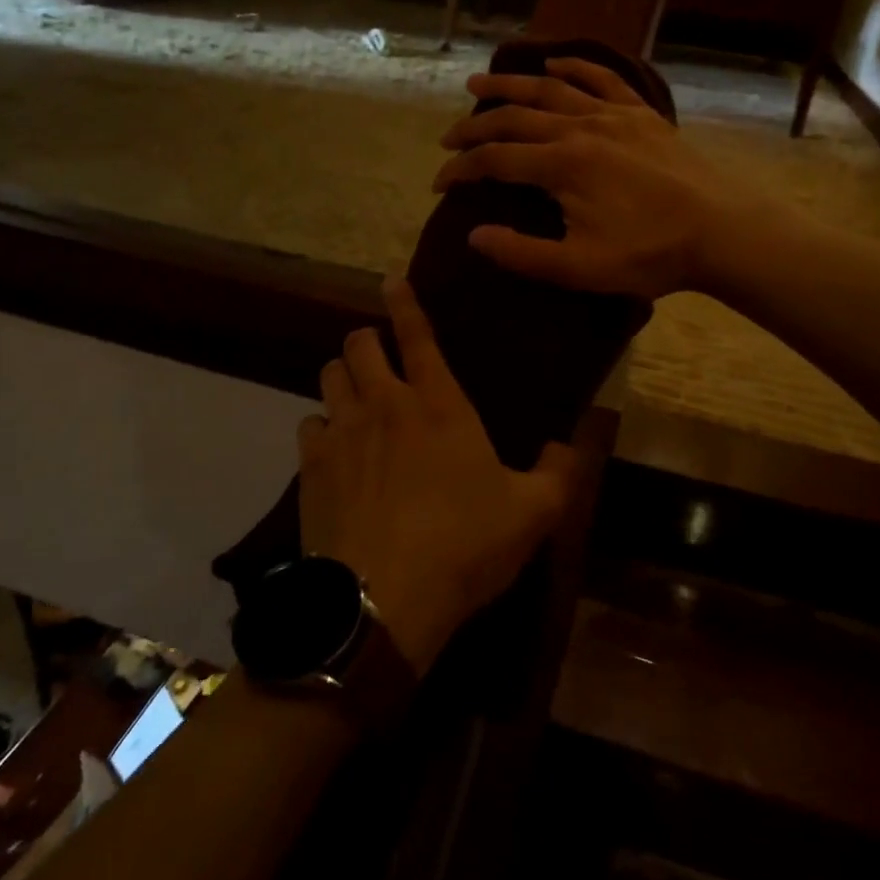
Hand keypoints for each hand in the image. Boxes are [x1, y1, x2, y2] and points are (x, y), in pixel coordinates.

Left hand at [298, 278, 578, 674]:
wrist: (384, 600)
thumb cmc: (464, 547)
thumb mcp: (532, 514)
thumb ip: (559, 473)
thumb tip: (570, 444)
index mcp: (439, 405)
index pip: (418, 335)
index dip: (404, 302)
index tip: (390, 280)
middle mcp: (385, 404)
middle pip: (358, 344)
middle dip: (366, 340)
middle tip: (378, 355)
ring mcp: (342, 432)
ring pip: (329, 375)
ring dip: (343, 376)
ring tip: (355, 395)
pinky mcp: (310, 466)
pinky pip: (309, 424)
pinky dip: (322, 427)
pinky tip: (334, 449)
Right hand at [431, 56, 741, 298]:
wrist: (722, 231)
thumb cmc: (650, 254)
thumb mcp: (579, 268)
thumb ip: (522, 254)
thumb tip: (474, 236)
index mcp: (561, 165)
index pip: (494, 160)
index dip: (460, 170)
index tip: (438, 184)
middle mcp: (579, 128)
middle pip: (513, 118)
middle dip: (473, 127)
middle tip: (448, 139)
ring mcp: (612, 115)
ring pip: (549, 90)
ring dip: (510, 86)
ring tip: (479, 84)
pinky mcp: (640, 114)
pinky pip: (602, 78)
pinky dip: (574, 66)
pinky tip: (554, 63)